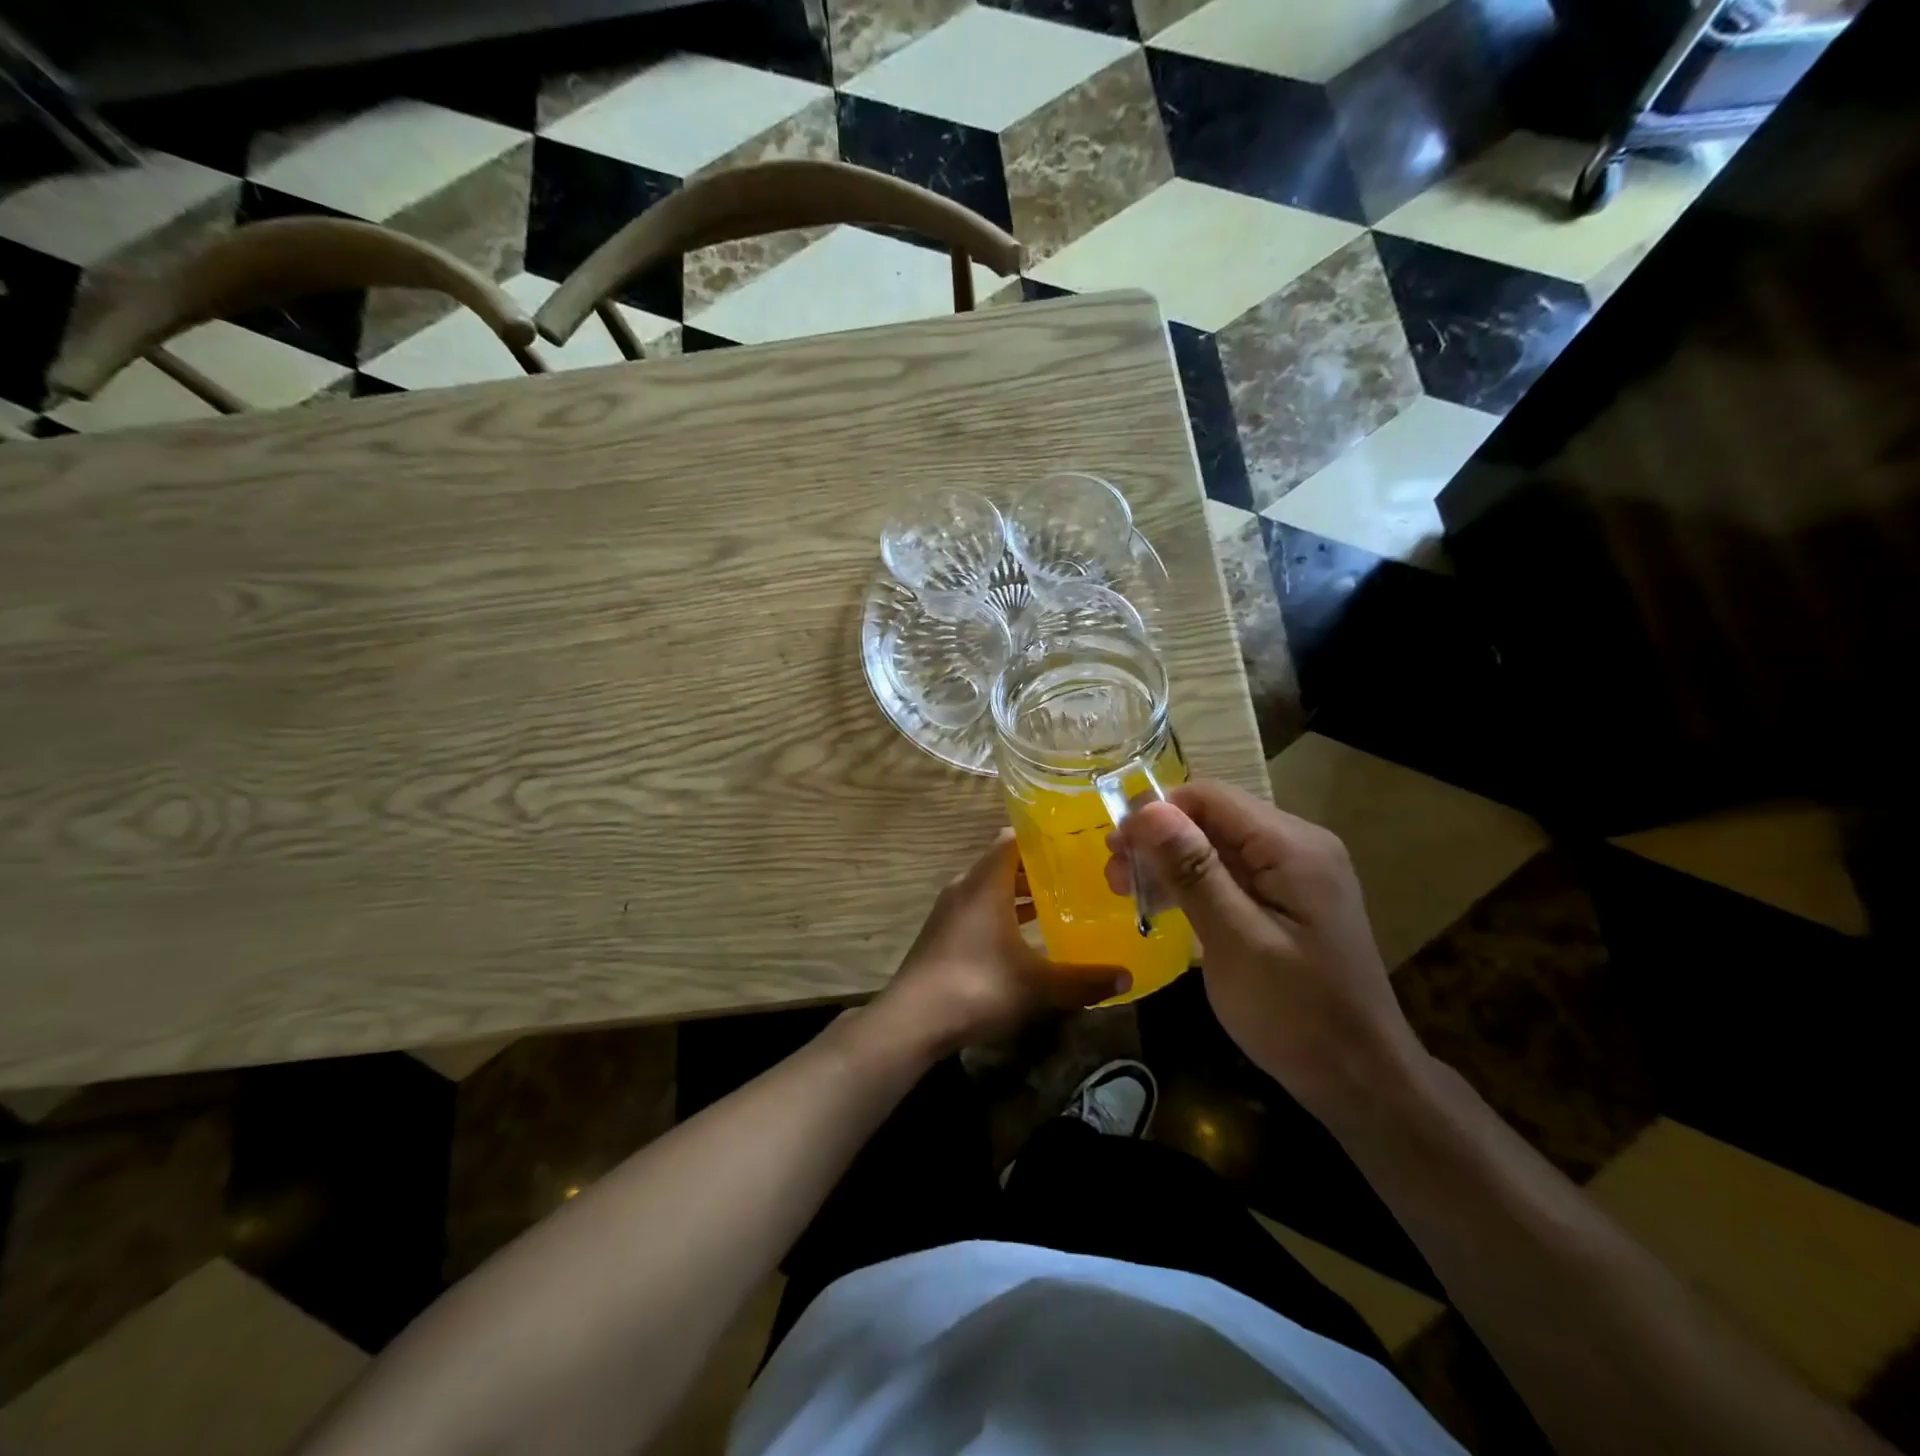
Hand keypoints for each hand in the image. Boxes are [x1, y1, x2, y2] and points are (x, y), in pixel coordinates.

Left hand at [874, 830, 1130, 1056]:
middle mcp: (965, 887)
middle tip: (1079, 873)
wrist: (912, 1021)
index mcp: (986, 883)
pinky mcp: (943, 933)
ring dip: (1020, 893)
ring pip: (991, 888)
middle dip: (1039, 867)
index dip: (1044, 837)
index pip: (1013, 839)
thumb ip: (1084, 980)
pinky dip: (1003, 913)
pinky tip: (1027, 936)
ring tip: (1060, 901)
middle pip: (1004, 863)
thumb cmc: (977, 987)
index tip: (1076, 841)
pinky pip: (979, 909)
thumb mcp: (1038, 986)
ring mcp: (950, 911)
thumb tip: (1126, 978)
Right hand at [1109, 781, 1423, 1119]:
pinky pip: (1232, 874)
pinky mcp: (1289, 900)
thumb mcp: (1236, 940)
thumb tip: (1146, 810)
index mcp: (1292, 846)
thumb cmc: (1296, 1012)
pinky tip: (1165, 906)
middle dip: (1158, 841)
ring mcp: (1296, 874)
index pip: (1209, 797)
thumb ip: (1193, 871)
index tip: (1115, 848)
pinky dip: (1194, 884)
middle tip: (1114, 877)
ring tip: (1128, 892)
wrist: (1361, 1079)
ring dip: (1170, 863)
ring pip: (1218, 846)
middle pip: (1213, 818)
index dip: (1156, 813)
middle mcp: (1298, 846)